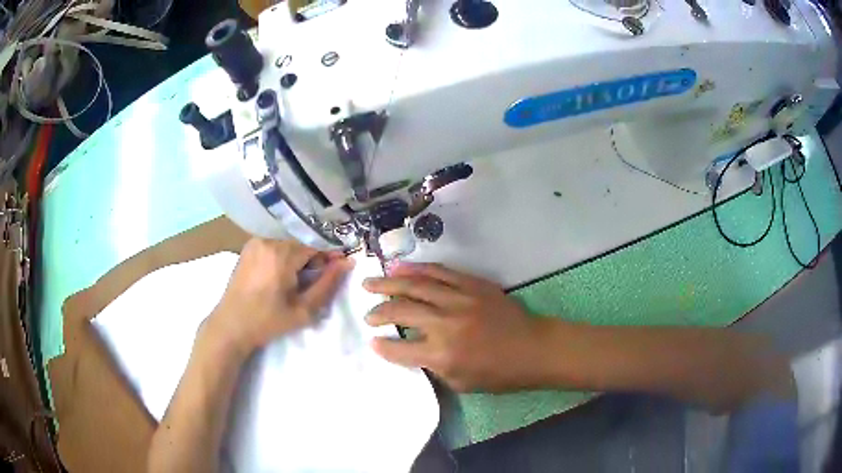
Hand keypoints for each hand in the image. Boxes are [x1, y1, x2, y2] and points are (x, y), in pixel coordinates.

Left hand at [205, 238, 352, 355]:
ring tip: (297, 282)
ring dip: (298, 259)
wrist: (231, 326)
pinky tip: (280, 277)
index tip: (339, 269)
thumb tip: (347, 263)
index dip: (329, 257)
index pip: (316, 246)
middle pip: (301, 244)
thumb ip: (327, 284)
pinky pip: (274, 246)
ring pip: (288, 245)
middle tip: (314, 282)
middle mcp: (268, 240)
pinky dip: (283, 257)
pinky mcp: (248, 248)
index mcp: (282, 254)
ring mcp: (255, 242)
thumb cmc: (268, 321)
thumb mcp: (303, 309)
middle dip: (312, 259)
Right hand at [363, 262, 545, 392]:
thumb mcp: (460, 383)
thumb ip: (432, 366)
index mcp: (442, 355)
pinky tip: (400, 268)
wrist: (533, 348)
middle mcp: (446, 324)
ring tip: (370, 283)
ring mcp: (459, 299)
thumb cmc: (499, 373)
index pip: (400, 349)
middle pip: (401, 311)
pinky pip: (439, 272)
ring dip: (389, 283)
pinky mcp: (472, 284)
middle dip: (378, 312)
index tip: (372, 341)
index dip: (382, 346)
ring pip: (415, 285)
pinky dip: (416, 269)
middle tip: (367, 313)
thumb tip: (412, 349)